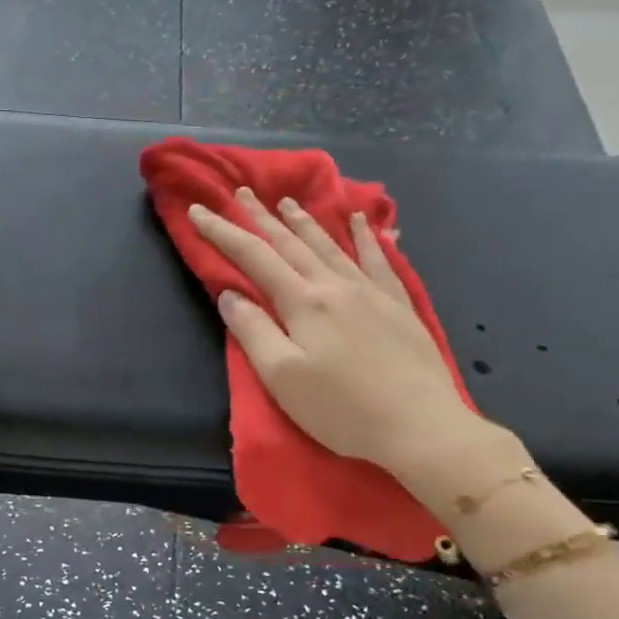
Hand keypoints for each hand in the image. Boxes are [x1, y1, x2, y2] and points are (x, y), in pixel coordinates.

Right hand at [189, 189, 499, 487]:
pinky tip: (361, 221)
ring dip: (304, 222)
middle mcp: (335, 286)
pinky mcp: (398, 305)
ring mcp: (371, 292)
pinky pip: (378, 260)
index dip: (223, 233)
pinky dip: (366, 237)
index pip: (254, 257)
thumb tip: (230, 294)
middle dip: (261, 217)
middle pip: (291, 243)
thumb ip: (253, 331)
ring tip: (287, 202)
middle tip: (241, 192)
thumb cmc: (341, 409)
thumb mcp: (282, 377)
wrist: (420, 425)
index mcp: (303, 303)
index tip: (198, 211)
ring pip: (330, 245)